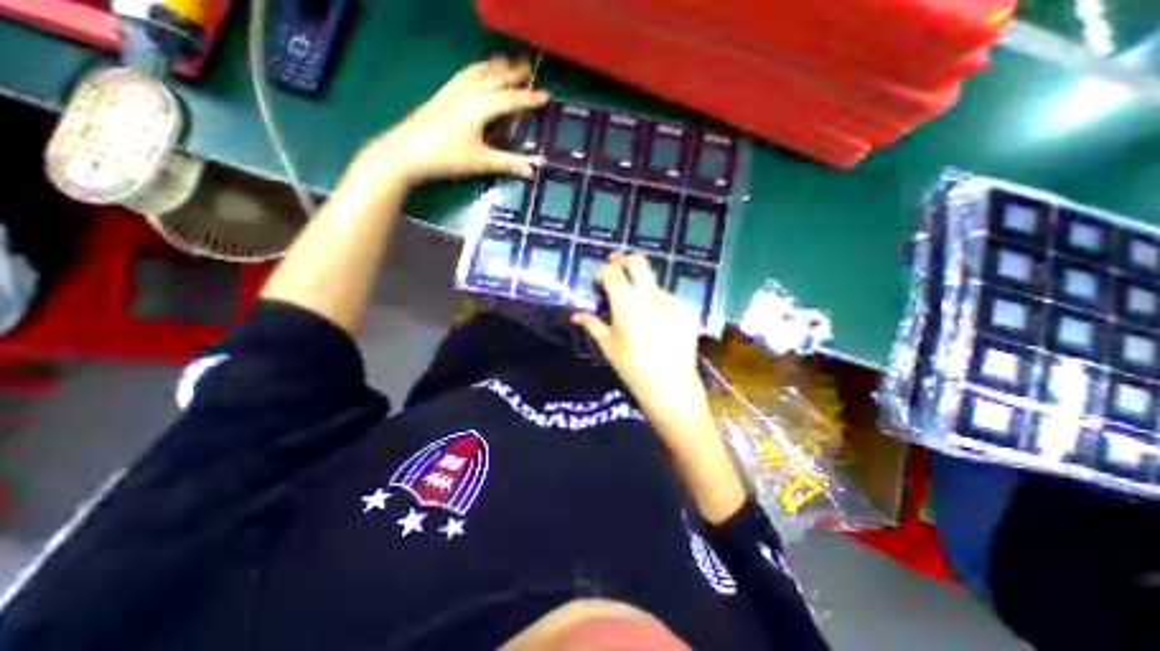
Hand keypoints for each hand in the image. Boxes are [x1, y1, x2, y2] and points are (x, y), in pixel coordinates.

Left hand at [354, 58, 548, 188]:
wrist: (407, 152)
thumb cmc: (447, 157)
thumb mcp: (481, 162)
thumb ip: (507, 164)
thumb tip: (532, 171)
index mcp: (480, 107)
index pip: (510, 99)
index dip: (529, 98)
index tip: (546, 94)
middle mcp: (468, 92)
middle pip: (494, 77)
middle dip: (513, 73)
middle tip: (529, 69)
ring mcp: (453, 90)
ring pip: (478, 71)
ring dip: (495, 66)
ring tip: (506, 63)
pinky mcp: (442, 94)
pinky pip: (465, 74)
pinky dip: (478, 69)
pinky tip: (478, 73)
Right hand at [570, 253, 707, 432]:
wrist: (671, 385)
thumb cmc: (632, 367)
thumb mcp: (608, 345)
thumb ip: (592, 324)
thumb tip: (576, 315)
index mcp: (627, 302)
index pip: (612, 272)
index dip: (602, 272)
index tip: (598, 281)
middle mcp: (651, 295)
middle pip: (638, 261)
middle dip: (624, 261)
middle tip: (617, 268)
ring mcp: (672, 300)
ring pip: (653, 282)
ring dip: (642, 287)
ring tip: (638, 308)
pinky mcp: (687, 310)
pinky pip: (668, 298)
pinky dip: (658, 302)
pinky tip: (657, 321)